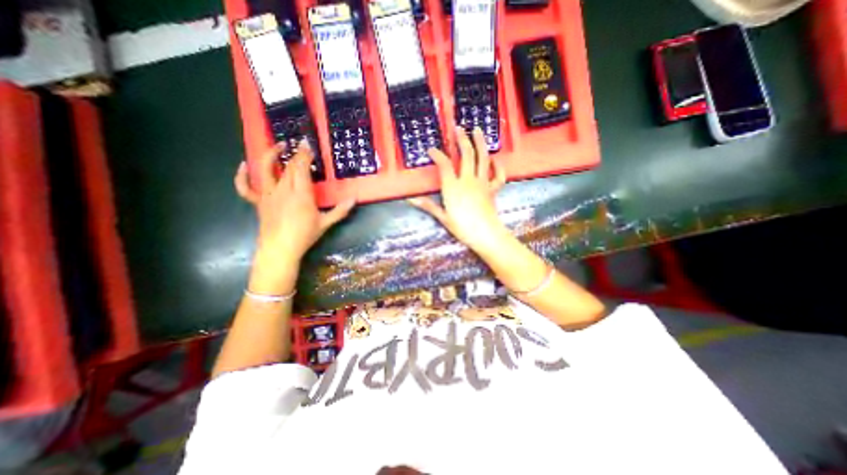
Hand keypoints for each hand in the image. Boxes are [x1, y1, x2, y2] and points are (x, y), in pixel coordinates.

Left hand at [232, 143, 353, 292]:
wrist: (280, 250)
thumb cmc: (304, 236)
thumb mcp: (326, 223)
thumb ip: (340, 210)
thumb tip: (354, 199)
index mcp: (301, 195)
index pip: (301, 169)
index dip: (304, 155)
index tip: (308, 144)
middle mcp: (283, 190)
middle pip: (288, 167)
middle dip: (295, 153)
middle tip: (300, 144)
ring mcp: (268, 195)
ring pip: (265, 170)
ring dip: (271, 155)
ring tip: (278, 146)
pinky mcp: (259, 202)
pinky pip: (246, 188)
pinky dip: (242, 176)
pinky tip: (244, 166)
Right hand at [407, 126, 504, 252]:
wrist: (485, 234)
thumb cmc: (462, 227)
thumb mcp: (443, 217)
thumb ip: (428, 205)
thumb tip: (410, 200)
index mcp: (453, 187)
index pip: (444, 165)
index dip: (437, 155)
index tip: (432, 149)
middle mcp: (468, 180)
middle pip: (466, 154)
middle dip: (461, 139)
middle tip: (458, 128)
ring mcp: (482, 183)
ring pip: (483, 158)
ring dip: (480, 143)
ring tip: (478, 130)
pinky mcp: (493, 189)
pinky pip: (498, 175)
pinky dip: (498, 166)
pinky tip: (495, 160)